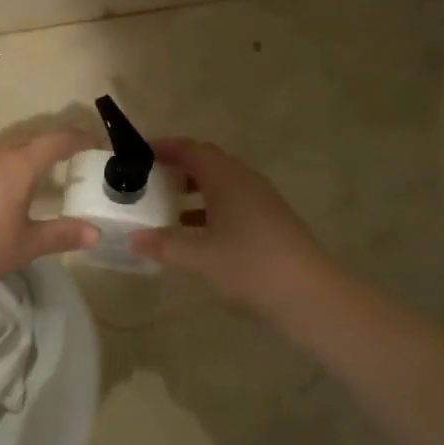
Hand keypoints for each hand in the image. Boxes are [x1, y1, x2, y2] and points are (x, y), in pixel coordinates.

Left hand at [0, 126, 99, 290]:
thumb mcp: (26, 245)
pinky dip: (7, 164)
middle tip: (75, 155)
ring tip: (43, 169)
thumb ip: (61, 235)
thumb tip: (95, 233)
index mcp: (19, 165)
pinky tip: (6, 187)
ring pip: (7, 146)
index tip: (96, 144)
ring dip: (29, 151)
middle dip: (55, 141)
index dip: (79, 138)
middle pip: (31, 137)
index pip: (56, 140)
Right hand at [130, 139, 325, 320]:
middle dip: (176, 168)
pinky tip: (194, 234)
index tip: (137, 155)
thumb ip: (164, 244)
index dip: (164, 148)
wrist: (309, 296)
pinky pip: (232, 204)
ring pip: (220, 185)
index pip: (192, 150)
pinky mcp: (270, 223)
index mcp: (227, 179)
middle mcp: (246, 182)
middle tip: (146, 181)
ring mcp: (262, 202)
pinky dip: (208, 210)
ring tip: (164, 207)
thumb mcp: (199, 257)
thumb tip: (133, 238)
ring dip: (192, 191)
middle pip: (207, 163)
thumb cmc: (250, 267)